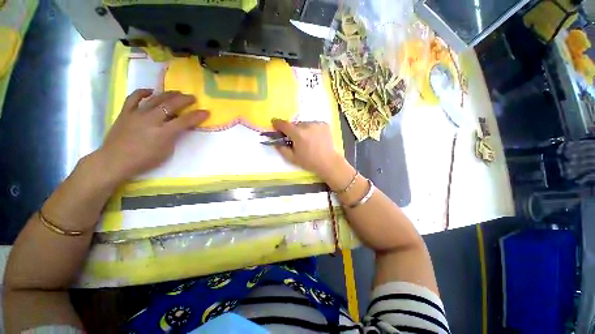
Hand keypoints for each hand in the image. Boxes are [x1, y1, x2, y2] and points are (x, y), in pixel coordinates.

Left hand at [97, 89, 209, 182]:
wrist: (115, 161)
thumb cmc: (144, 160)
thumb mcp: (166, 152)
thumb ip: (174, 137)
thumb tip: (179, 127)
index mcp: (163, 133)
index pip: (184, 121)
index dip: (197, 116)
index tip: (206, 111)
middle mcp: (151, 120)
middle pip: (171, 105)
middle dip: (184, 100)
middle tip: (192, 97)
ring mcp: (137, 114)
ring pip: (155, 99)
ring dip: (168, 94)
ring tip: (177, 92)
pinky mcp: (125, 112)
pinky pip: (134, 98)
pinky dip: (143, 92)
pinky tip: (151, 91)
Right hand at [271, 119, 347, 180]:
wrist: (328, 162)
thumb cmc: (309, 162)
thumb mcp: (292, 158)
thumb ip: (282, 149)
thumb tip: (275, 142)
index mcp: (298, 134)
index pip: (284, 124)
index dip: (277, 123)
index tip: (274, 123)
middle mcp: (307, 125)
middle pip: (295, 124)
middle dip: (292, 130)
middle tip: (295, 139)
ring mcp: (317, 124)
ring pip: (305, 124)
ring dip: (303, 129)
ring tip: (307, 139)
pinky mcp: (324, 124)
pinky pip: (314, 124)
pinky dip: (312, 129)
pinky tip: (315, 138)